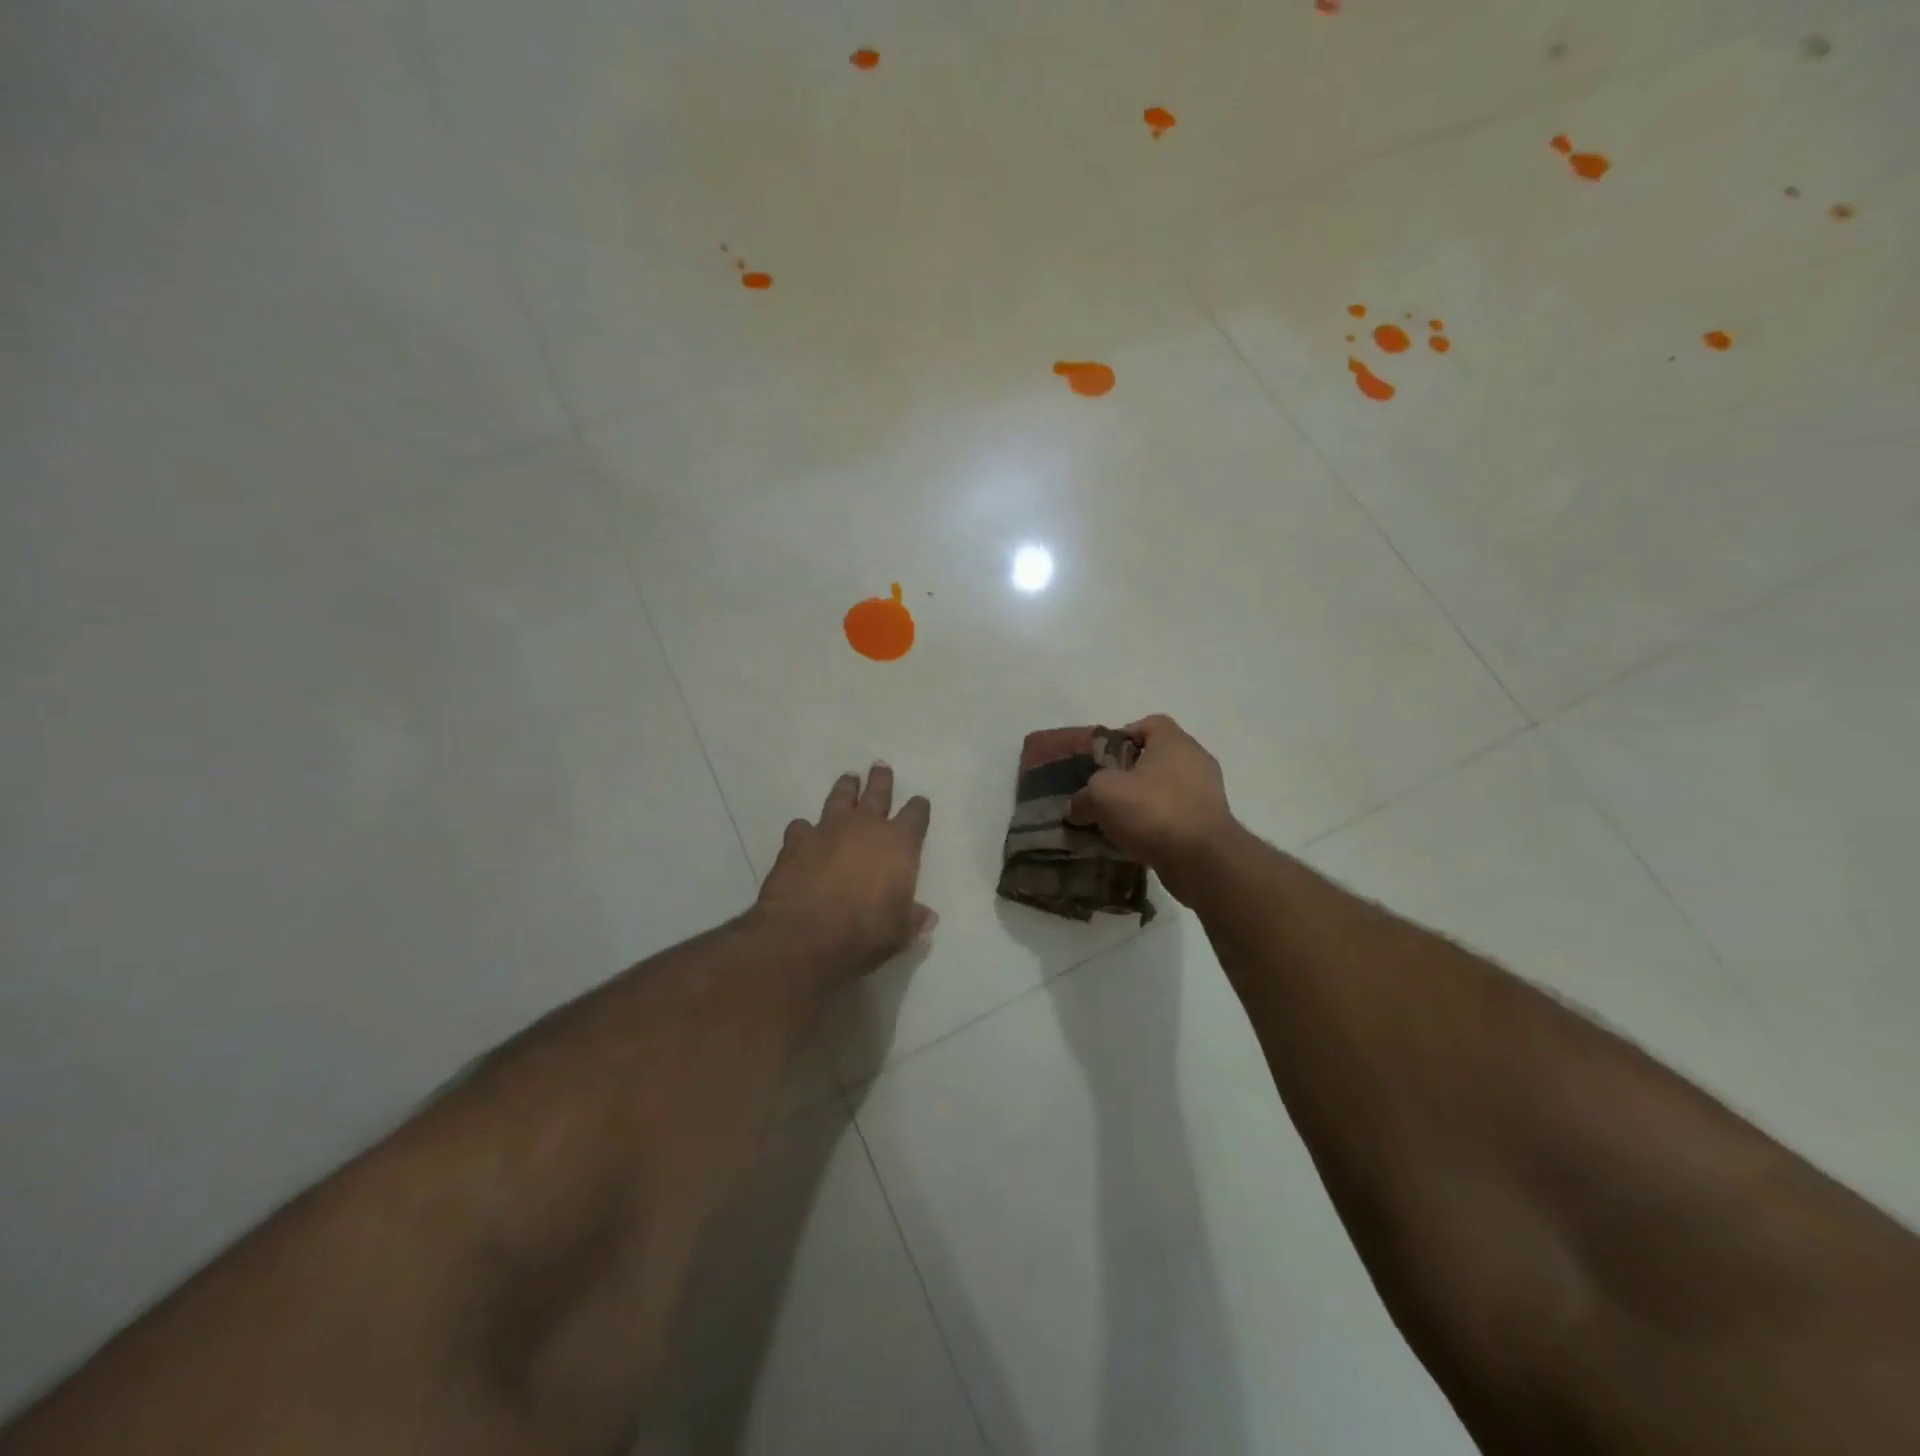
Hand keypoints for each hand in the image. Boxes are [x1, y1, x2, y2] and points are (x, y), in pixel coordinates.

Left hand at [755, 765, 935, 979]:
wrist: (803, 936)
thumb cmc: (863, 934)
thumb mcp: (899, 932)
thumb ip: (912, 918)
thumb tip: (927, 916)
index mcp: (899, 844)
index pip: (915, 816)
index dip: (918, 808)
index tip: (919, 803)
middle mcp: (865, 827)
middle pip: (877, 792)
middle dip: (881, 780)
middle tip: (881, 767)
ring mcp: (827, 830)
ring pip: (839, 798)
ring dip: (845, 788)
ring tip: (849, 778)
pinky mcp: (796, 842)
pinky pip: (801, 827)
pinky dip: (804, 828)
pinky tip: (803, 832)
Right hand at [1068, 715, 1237, 903]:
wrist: (1202, 859)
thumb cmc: (1152, 810)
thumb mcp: (1102, 795)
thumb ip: (1083, 797)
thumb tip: (1076, 808)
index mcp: (1174, 741)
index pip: (1149, 723)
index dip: (1123, 737)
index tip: (1104, 761)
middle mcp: (1195, 760)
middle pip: (1156, 758)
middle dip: (1129, 775)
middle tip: (1106, 793)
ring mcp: (1207, 793)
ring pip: (1166, 789)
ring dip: (1143, 802)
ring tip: (1117, 822)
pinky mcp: (1209, 823)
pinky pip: (1176, 815)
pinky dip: (1157, 824)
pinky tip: (1137, 840)